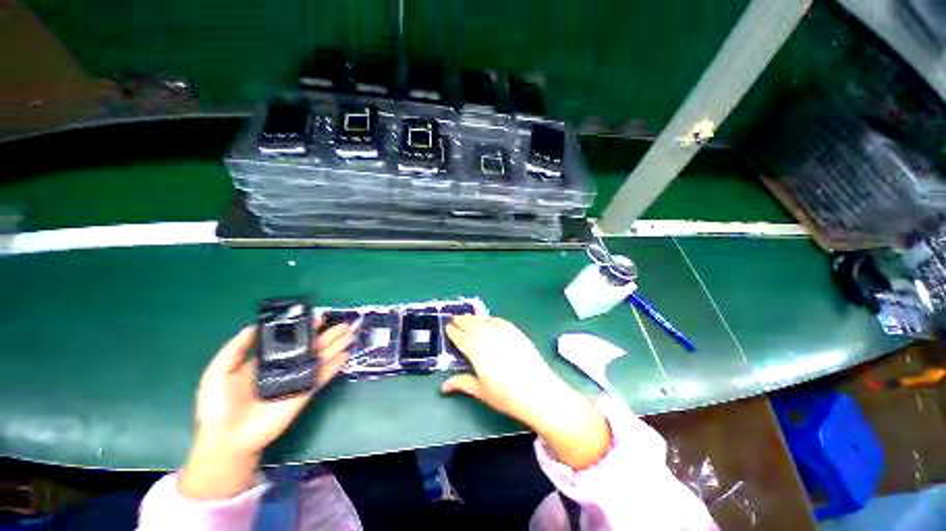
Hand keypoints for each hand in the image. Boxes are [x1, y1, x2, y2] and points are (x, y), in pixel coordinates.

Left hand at [180, 321, 352, 499]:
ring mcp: (297, 380)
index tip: (319, 317)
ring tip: (350, 334)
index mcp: (266, 361)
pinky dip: (335, 366)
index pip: (291, 340)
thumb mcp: (219, 371)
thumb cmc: (218, 405)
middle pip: (311, 348)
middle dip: (328, 335)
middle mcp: (286, 367)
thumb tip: (255, 325)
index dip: (305, 328)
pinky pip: (322, 377)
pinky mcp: (304, 393)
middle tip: (344, 324)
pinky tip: (346, 355)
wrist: (227, 439)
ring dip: (336, 346)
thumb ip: (236, 348)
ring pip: (321, 359)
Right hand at [442, 316, 610, 469]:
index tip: (448, 327)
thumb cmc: (507, 396)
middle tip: (455, 318)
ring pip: (485, 321)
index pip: (462, 338)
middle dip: (462, 321)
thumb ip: (462, 383)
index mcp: (478, 353)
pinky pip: (501, 321)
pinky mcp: (517, 333)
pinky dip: (492, 319)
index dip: (454, 332)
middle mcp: (489, 339)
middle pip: (472, 326)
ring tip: (468, 317)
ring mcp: (504, 334)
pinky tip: (489, 320)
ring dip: (475, 318)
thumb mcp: (482, 392)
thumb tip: (443, 386)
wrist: (539, 392)